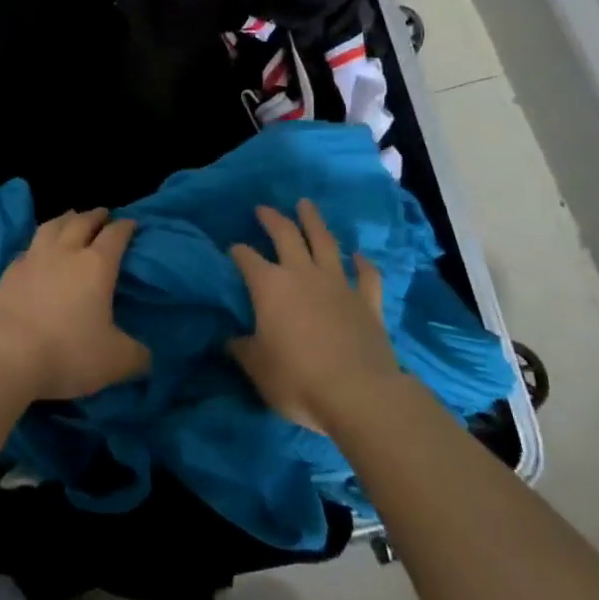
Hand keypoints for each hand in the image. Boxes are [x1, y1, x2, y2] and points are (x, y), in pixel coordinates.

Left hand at [0, 209, 148, 400]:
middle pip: (81, 222)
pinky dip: (38, 243)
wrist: (6, 355)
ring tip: (71, 217)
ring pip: (51, 227)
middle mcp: (65, 253)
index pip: (115, 236)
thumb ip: (136, 355)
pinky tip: (37, 250)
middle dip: (95, 216)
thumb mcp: (116, 361)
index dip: (125, 227)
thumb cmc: (68, 353)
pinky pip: (28, 248)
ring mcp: (33, 259)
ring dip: (65, 219)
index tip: (131, 223)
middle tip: (103, 213)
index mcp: (96, 265)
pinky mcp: (8, 273)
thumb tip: (147, 355)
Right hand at [229, 200, 400, 432]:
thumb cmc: (297, 380)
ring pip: (325, 242)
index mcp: (269, 286)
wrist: (358, 394)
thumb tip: (230, 339)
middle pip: (286, 235)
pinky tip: (357, 255)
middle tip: (263, 208)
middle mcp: (302, 275)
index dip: (237, 252)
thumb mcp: (256, 368)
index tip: (231, 249)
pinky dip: (361, 263)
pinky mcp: (368, 302)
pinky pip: (366, 275)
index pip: (246, 258)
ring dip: (314, 221)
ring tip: (306, 204)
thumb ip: (241, 349)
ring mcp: (338, 284)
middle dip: (272, 219)